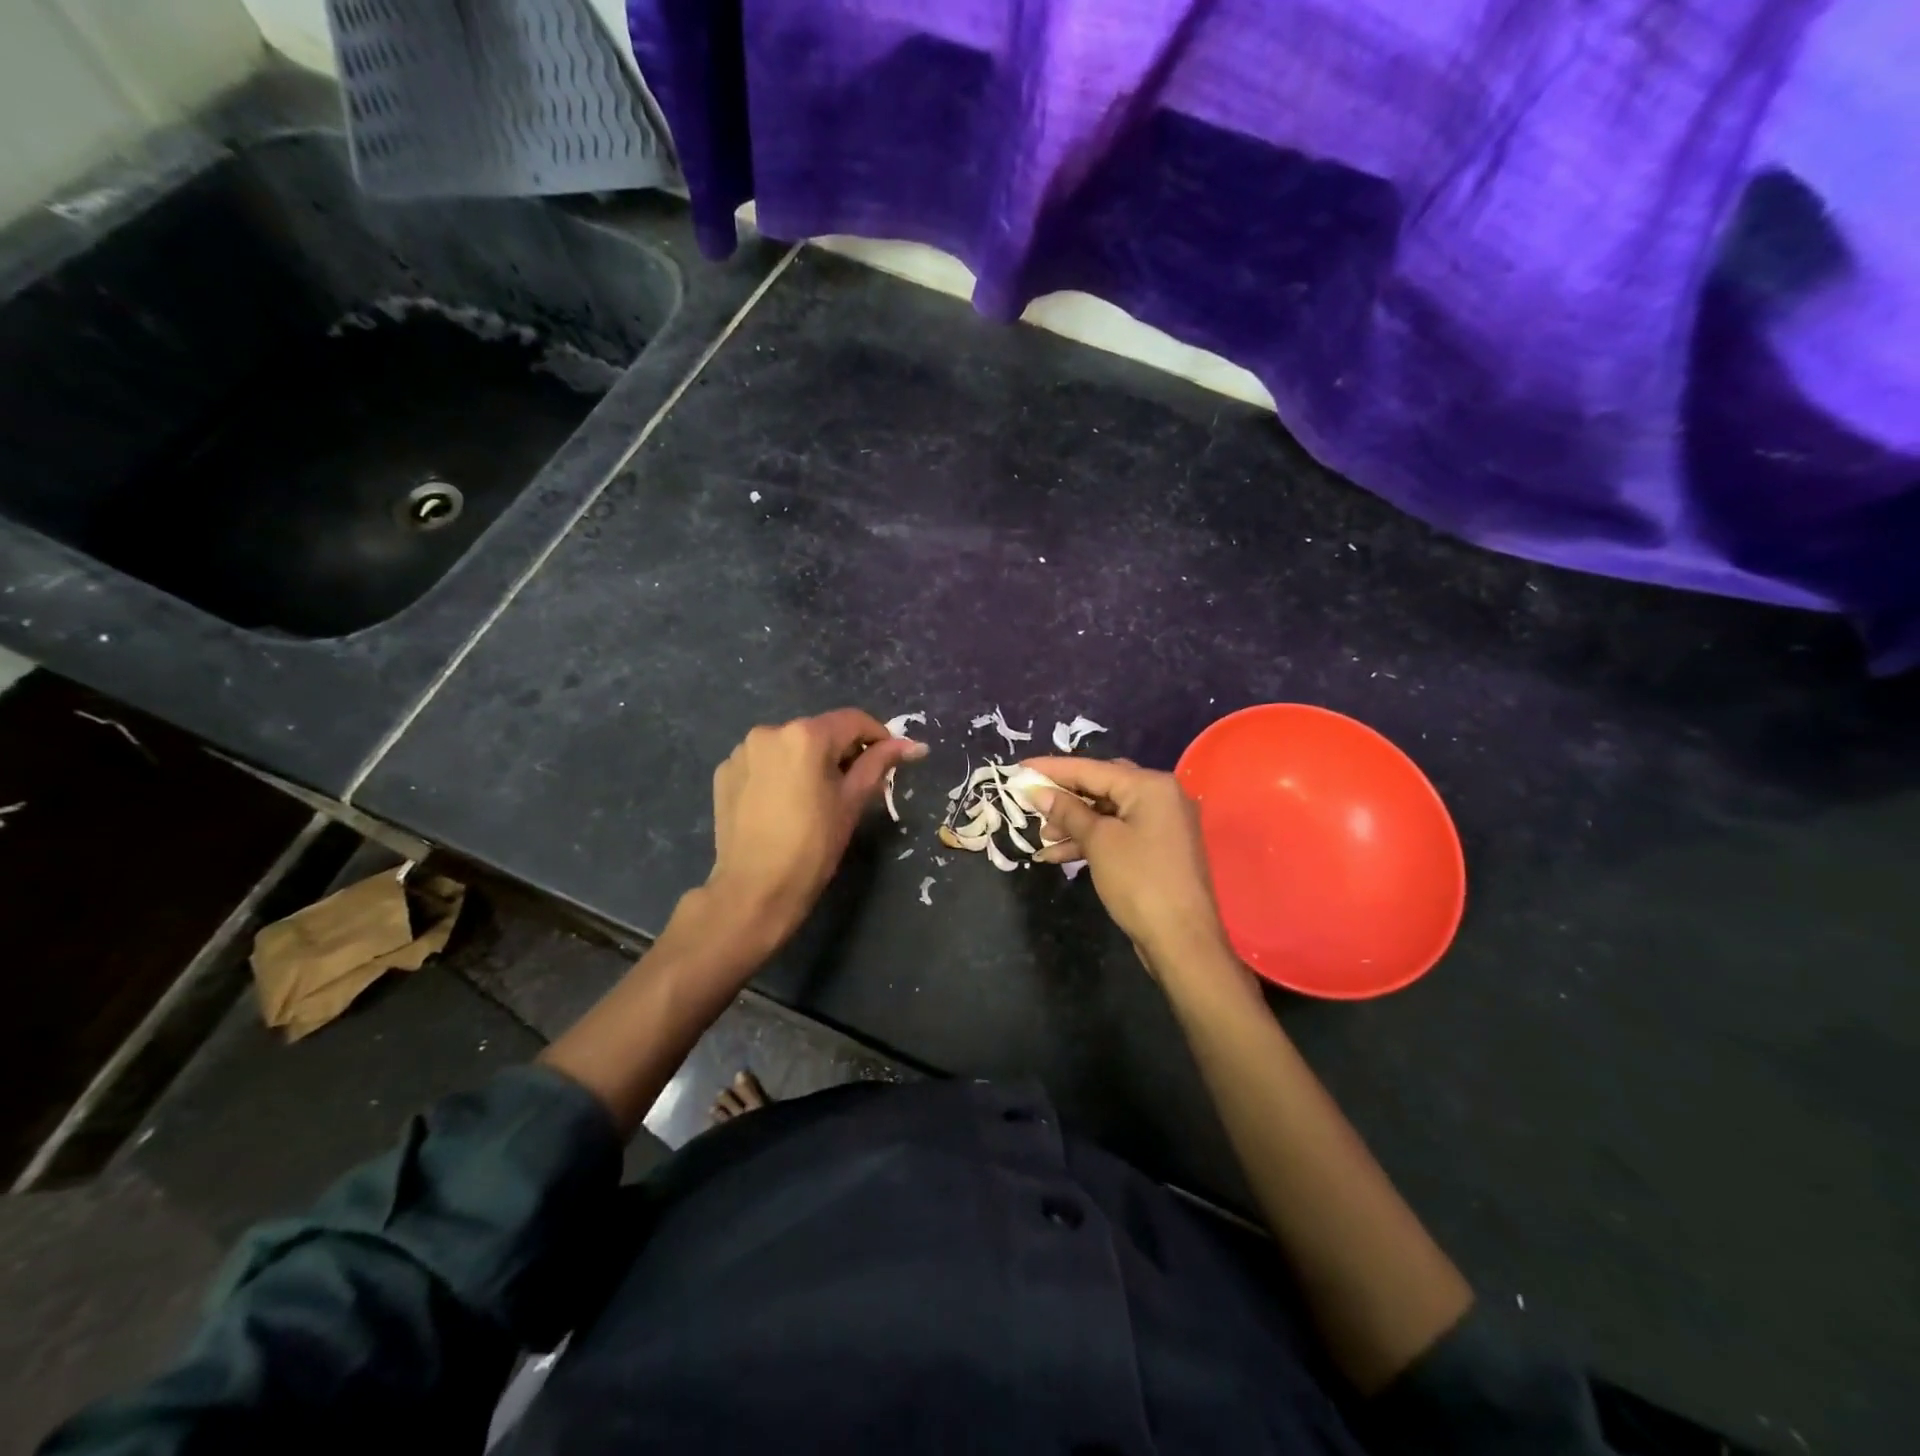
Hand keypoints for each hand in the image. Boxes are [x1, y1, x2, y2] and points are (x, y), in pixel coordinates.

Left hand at [705, 709, 925, 945]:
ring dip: (808, 761)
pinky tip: (784, 804)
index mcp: (805, 735)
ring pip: (789, 746)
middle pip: (820, 732)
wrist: (755, 890)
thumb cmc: (813, 845)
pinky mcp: (725, 773)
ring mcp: (742, 752)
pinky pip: (763, 762)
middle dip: (841, 752)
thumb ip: (879, 764)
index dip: (878, 736)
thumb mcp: (852, 802)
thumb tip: (915, 745)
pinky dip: (780, 774)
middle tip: (855, 786)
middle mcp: (769, 731)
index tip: (889, 760)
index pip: (853, 721)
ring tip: (815, 797)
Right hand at [1022, 756, 1242, 988]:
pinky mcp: (1158, 848)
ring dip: (1074, 823)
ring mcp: (1162, 823)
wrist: (1181, 939)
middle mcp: (1161, 796)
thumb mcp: (1098, 842)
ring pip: (1108, 813)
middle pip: (1101, 786)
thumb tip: (1039, 792)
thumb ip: (1068, 811)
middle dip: (1065, 797)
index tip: (1020, 768)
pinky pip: (1118, 832)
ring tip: (1042, 838)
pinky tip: (1059, 855)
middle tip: (1032, 803)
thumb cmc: (1139, 881)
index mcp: (1150, 785)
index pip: (1092, 768)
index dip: (1053, 769)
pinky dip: (1091, 840)